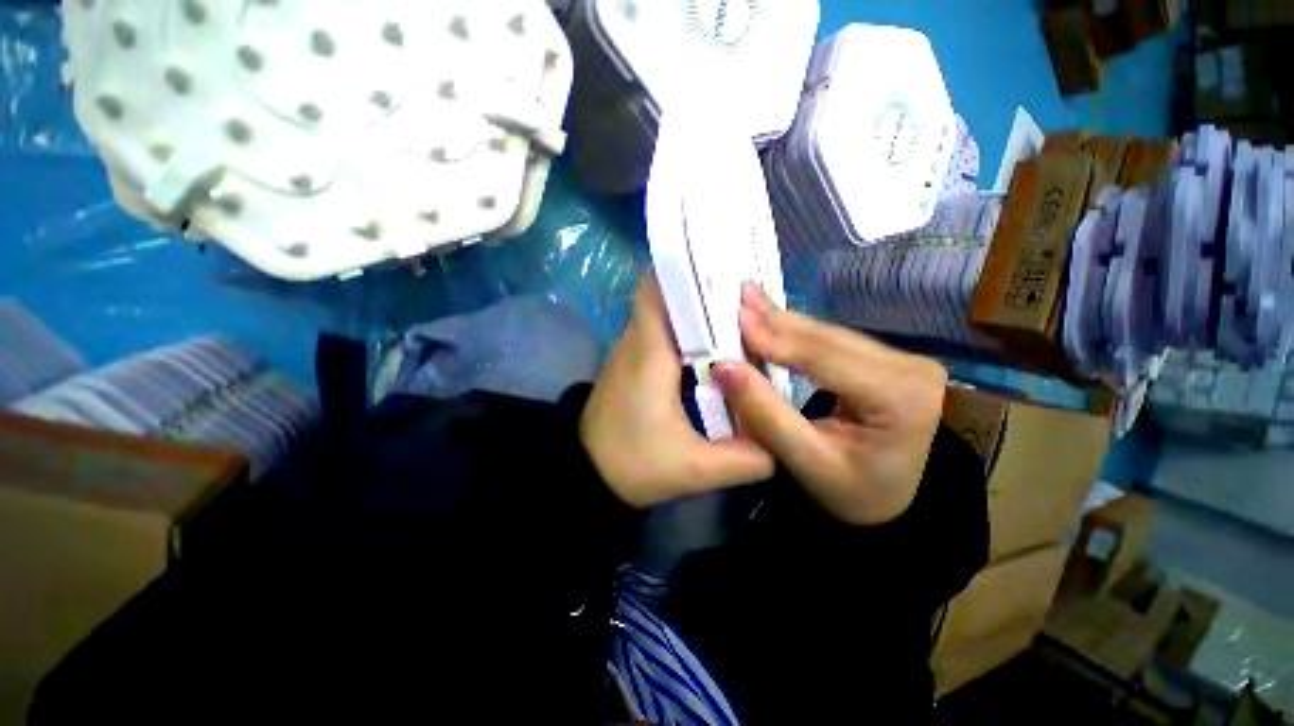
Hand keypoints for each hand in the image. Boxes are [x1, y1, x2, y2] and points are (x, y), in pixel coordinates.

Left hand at [581, 276, 775, 508]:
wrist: (584, 477)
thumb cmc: (633, 465)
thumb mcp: (694, 469)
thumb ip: (743, 458)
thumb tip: (777, 445)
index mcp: (649, 352)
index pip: (657, 286)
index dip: (687, 269)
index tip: (725, 267)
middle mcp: (635, 341)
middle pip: (665, 296)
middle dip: (702, 290)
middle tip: (745, 298)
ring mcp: (627, 351)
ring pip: (662, 313)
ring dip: (693, 312)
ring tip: (735, 318)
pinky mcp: (627, 364)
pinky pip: (657, 333)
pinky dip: (682, 331)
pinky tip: (710, 348)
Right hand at [712, 283, 946, 525]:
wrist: (889, 503)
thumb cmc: (849, 491)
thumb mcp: (804, 460)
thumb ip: (764, 412)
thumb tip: (724, 367)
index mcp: (901, 398)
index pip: (825, 359)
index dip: (776, 338)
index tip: (735, 319)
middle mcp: (912, 369)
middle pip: (828, 339)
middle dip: (776, 321)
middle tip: (737, 297)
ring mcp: (904, 361)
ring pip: (829, 335)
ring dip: (783, 322)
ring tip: (748, 301)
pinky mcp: (889, 361)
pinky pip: (834, 342)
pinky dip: (797, 334)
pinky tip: (772, 319)